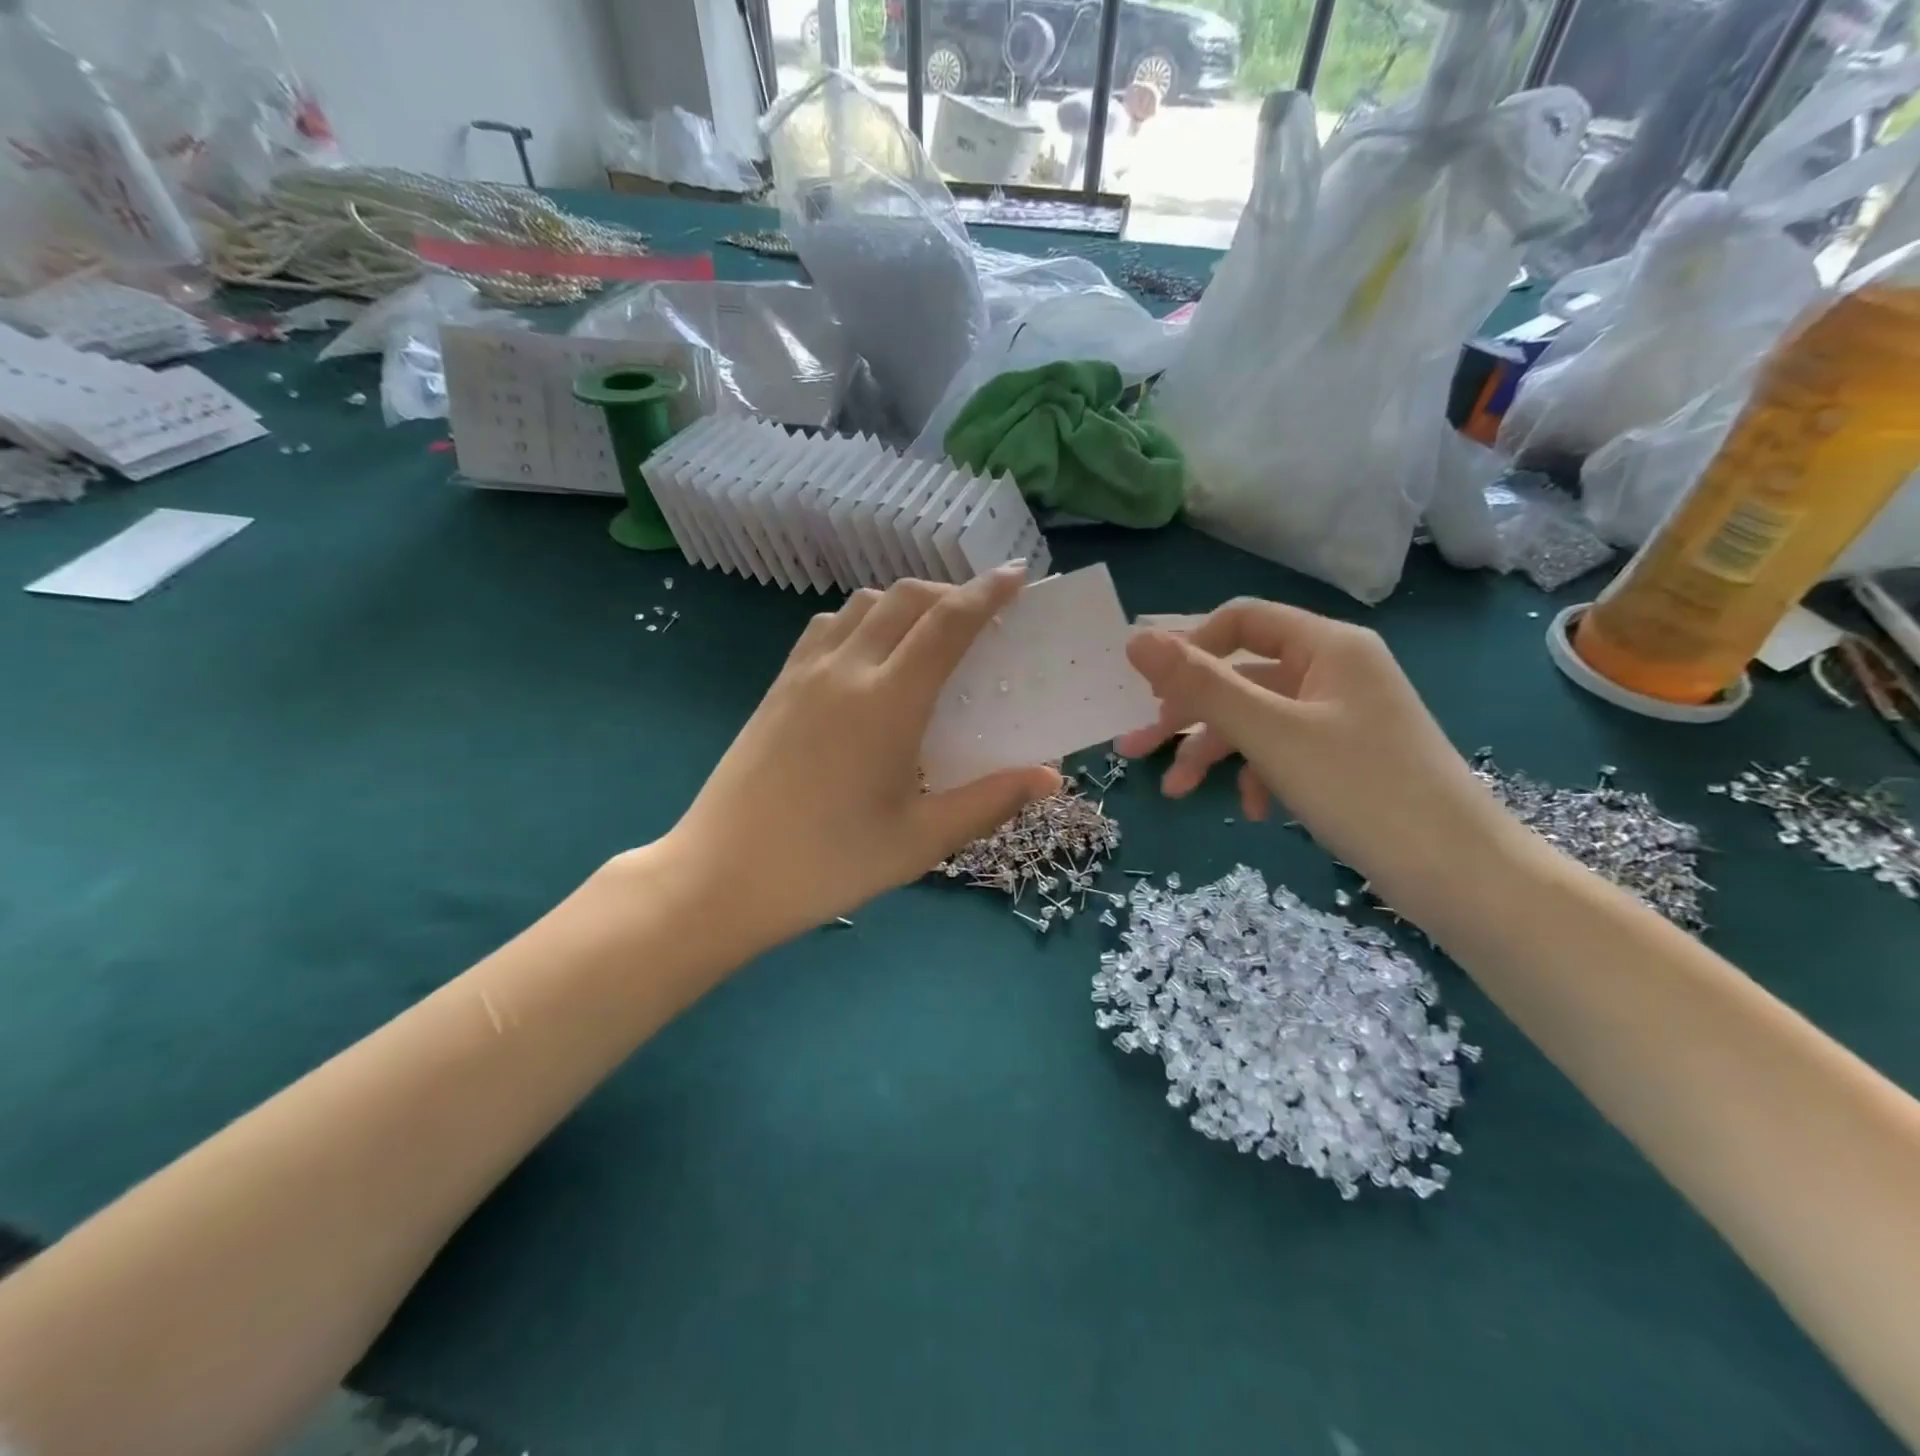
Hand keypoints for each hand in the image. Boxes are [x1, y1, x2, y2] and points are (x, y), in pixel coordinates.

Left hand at [663, 565, 1060, 949]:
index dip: (987, 593)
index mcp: (888, 702)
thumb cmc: (828, 863)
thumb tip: (1051, 779)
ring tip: (928, 634)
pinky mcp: (777, 688)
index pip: (947, 624)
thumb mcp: (920, 841)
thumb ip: (989, 802)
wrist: (720, 877)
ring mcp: (803, 674)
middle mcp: (845, 670)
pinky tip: (869, 658)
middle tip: (982, 616)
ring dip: (904, 603)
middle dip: (950, 592)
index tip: (1017, 575)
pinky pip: (827, 628)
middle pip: (905, 599)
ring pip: (862, 605)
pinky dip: (862, 621)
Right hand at [1114, 599, 1517, 923]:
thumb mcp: (1270, 734)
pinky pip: (1284, 751)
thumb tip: (1135, 640)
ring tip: (1177, 793)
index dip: (1189, 649)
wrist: (1461, 876)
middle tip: (1136, 750)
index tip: (1148, 691)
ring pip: (1258, 720)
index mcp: (1327, 648)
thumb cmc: (1362, 790)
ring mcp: (1342, 717)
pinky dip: (1258, 775)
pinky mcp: (1345, 758)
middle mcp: (1334, 672)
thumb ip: (1201, 685)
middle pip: (1242, 677)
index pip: (1241, 621)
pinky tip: (1252, 811)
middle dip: (1187, 715)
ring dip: (1214, 753)